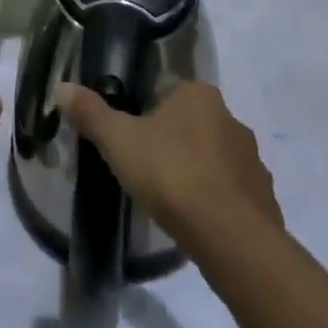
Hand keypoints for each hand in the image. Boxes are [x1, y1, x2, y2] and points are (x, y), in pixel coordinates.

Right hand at [55, 80, 282, 255]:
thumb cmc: (172, 175)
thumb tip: (61, 87)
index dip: (146, 112)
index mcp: (198, 94)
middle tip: (146, 169)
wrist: (234, 240)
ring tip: (172, 199)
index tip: (131, 137)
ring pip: (215, 158)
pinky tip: (198, 223)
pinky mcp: (266, 200)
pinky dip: (217, 202)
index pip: (167, 91)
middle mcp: (231, 118)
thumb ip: (91, 113)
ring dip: (197, 172)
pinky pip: (233, 193)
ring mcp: (253, 160)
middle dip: (172, 142)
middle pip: (192, 123)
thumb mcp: (119, 141)